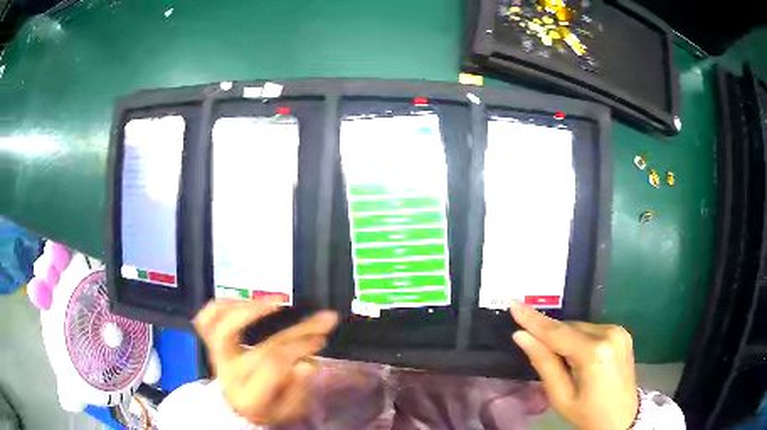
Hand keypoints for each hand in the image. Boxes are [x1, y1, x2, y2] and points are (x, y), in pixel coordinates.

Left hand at [193, 299, 338, 424]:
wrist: (237, 406)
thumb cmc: (268, 407)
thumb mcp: (289, 410)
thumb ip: (298, 390)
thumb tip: (308, 364)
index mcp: (249, 397)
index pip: (276, 366)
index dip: (301, 349)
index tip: (323, 339)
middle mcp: (229, 375)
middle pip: (262, 349)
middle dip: (297, 332)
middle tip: (321, 320)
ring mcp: (216, 357)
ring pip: (222, 327)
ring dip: (251, 310)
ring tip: (277, 301)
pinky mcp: (210, 344)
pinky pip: (205, 319)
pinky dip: (221, 304)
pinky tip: (244, 300)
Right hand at [509, 301, 637, 429]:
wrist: (622, 418)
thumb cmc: (587, 413)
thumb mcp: (560, 396)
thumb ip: (543, 363)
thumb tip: (521, 336)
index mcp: (594, 353)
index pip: (557, 333)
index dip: (532, 319)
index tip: (513, 304)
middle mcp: (609, 334)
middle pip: (569, 328)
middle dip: (549, 334)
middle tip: (532, 345)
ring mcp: (619, 331)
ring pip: (580, 327)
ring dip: (564, 337)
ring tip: (559, 359)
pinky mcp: (622, 333)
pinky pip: (591, 330)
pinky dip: (578, 338)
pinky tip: (576, 354)